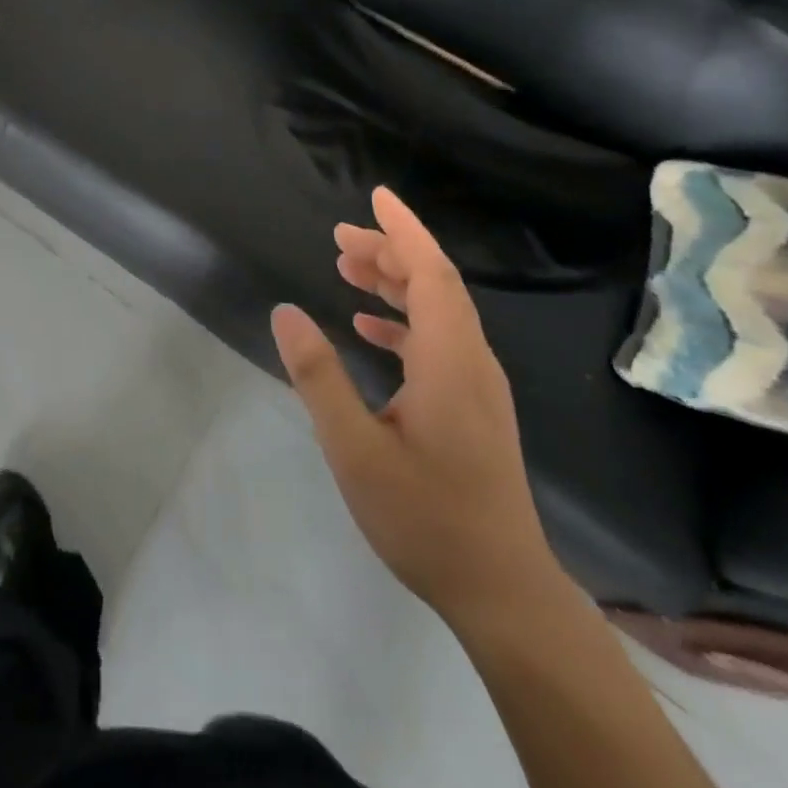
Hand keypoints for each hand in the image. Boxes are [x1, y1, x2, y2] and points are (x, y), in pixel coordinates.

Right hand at [272, 188, 564, 632]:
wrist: (501, 591)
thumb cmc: (426, 518)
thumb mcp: (355, 448)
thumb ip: (319, 376)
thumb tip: (285, 312)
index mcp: (450, 360)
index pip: (431, 273)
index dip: (404, 230)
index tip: (377, 196)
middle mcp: (471, 361)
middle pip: (435, 284)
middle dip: (389, 252)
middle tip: (339, 237)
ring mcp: (476, 386)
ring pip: (438, 311)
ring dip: (395, 282)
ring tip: (347, 268)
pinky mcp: (472, 407)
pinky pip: (438, 341)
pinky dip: (403, 321)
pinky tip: (368, 328)